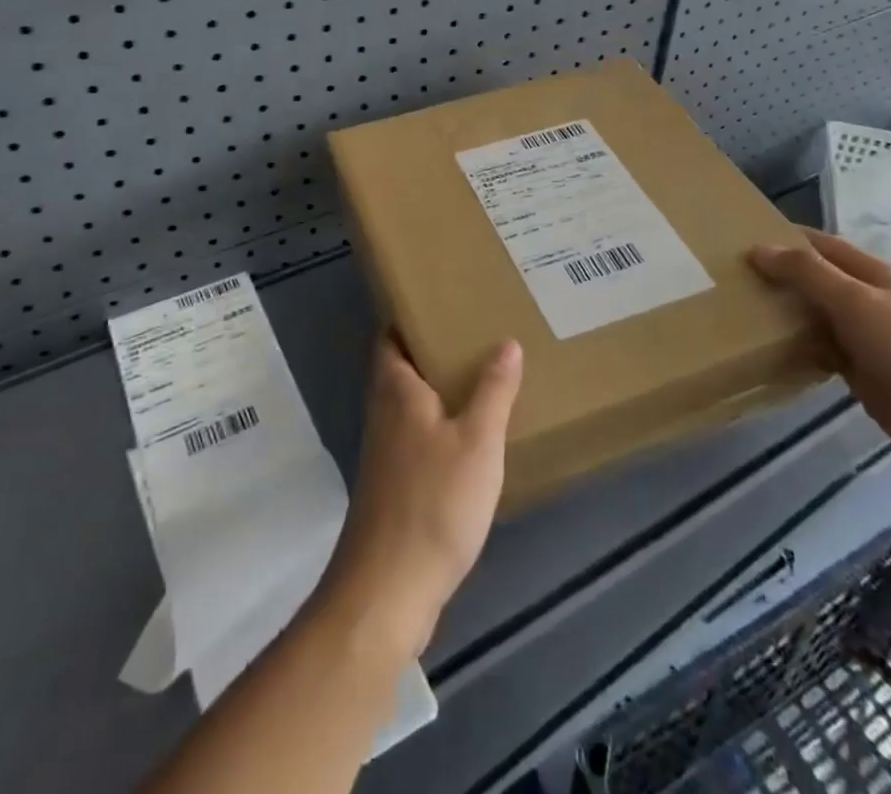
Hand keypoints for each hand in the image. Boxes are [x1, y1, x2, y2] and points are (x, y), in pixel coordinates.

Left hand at [320, 334, 522, 657]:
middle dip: (431, 349)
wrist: (389, 589)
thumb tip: (506, 342)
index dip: (409, 315)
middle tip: (475, 333)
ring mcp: (385, 450)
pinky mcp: (394, 484)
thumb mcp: (477, 441)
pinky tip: (470, 436)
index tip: (443, 301)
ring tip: (481, 376)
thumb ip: (493, 390)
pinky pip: (417, 435)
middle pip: (400, 366)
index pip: (389, 335)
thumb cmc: (434, 502)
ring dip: (437, 388)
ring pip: (409, 402)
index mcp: (396, 389)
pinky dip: (439, 424)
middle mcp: (383, 411)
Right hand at [750, 228, 890, 483]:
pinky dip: (796, 347)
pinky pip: (819, 350)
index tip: (740, 238)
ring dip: (784, 312)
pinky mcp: (862, 372)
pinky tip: (768, 349)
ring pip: (814, 316)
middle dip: (778, 276)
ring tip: (739, 309)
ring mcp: (866, 338)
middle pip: (815, 280)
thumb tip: (757, 249)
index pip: (821, 245)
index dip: (785, 238)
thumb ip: (807, 273)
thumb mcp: (855, 303)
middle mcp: (867, 301)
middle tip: (729, 277)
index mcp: (872, 275)